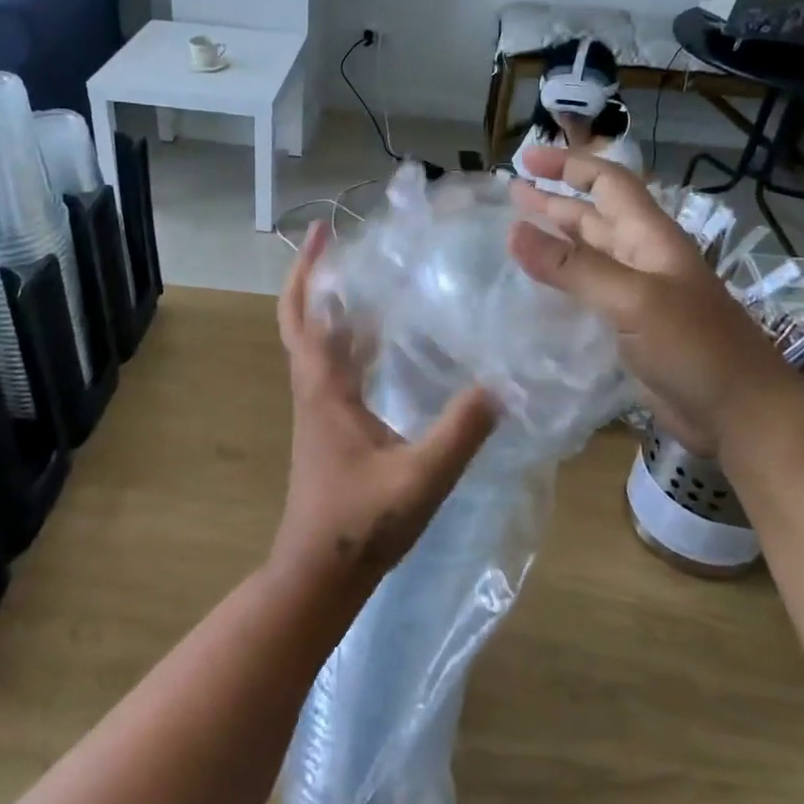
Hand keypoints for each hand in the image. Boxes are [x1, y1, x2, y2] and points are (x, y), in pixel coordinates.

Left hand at [272, 223, 498, 598]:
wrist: (321, 574)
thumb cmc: (361, 523)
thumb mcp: (422, 477)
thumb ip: (462, 431)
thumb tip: (500, 382)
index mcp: (323, 389)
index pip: (304, 315)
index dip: (308, 270)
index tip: (325, 230)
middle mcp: (314, 389)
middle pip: (302, 320)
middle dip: (316, 278)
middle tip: (349, 246)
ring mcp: (319, 409)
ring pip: (318, 344)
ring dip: (336, 309)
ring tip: (378, 280)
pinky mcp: (330, 427)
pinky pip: (336, 369)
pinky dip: (353, 343)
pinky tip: (390, 343)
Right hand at [507, 147, 797, 457]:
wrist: (742, 415)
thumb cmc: (696, 347)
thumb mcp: (633, 300)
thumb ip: (573, 267)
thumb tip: (512, 231)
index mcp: (650, 238)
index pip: (608, 183)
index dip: (569, 165)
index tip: (526, 157)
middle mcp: (642, 259)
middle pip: (593, 217)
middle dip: (553, 200)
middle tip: (510, 191)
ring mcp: (637, 296)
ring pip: (588, 256)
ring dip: (555, 240)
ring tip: (514, 232)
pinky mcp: (630, 330)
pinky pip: (588, 294)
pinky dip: (560, 284)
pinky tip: (535, 291)